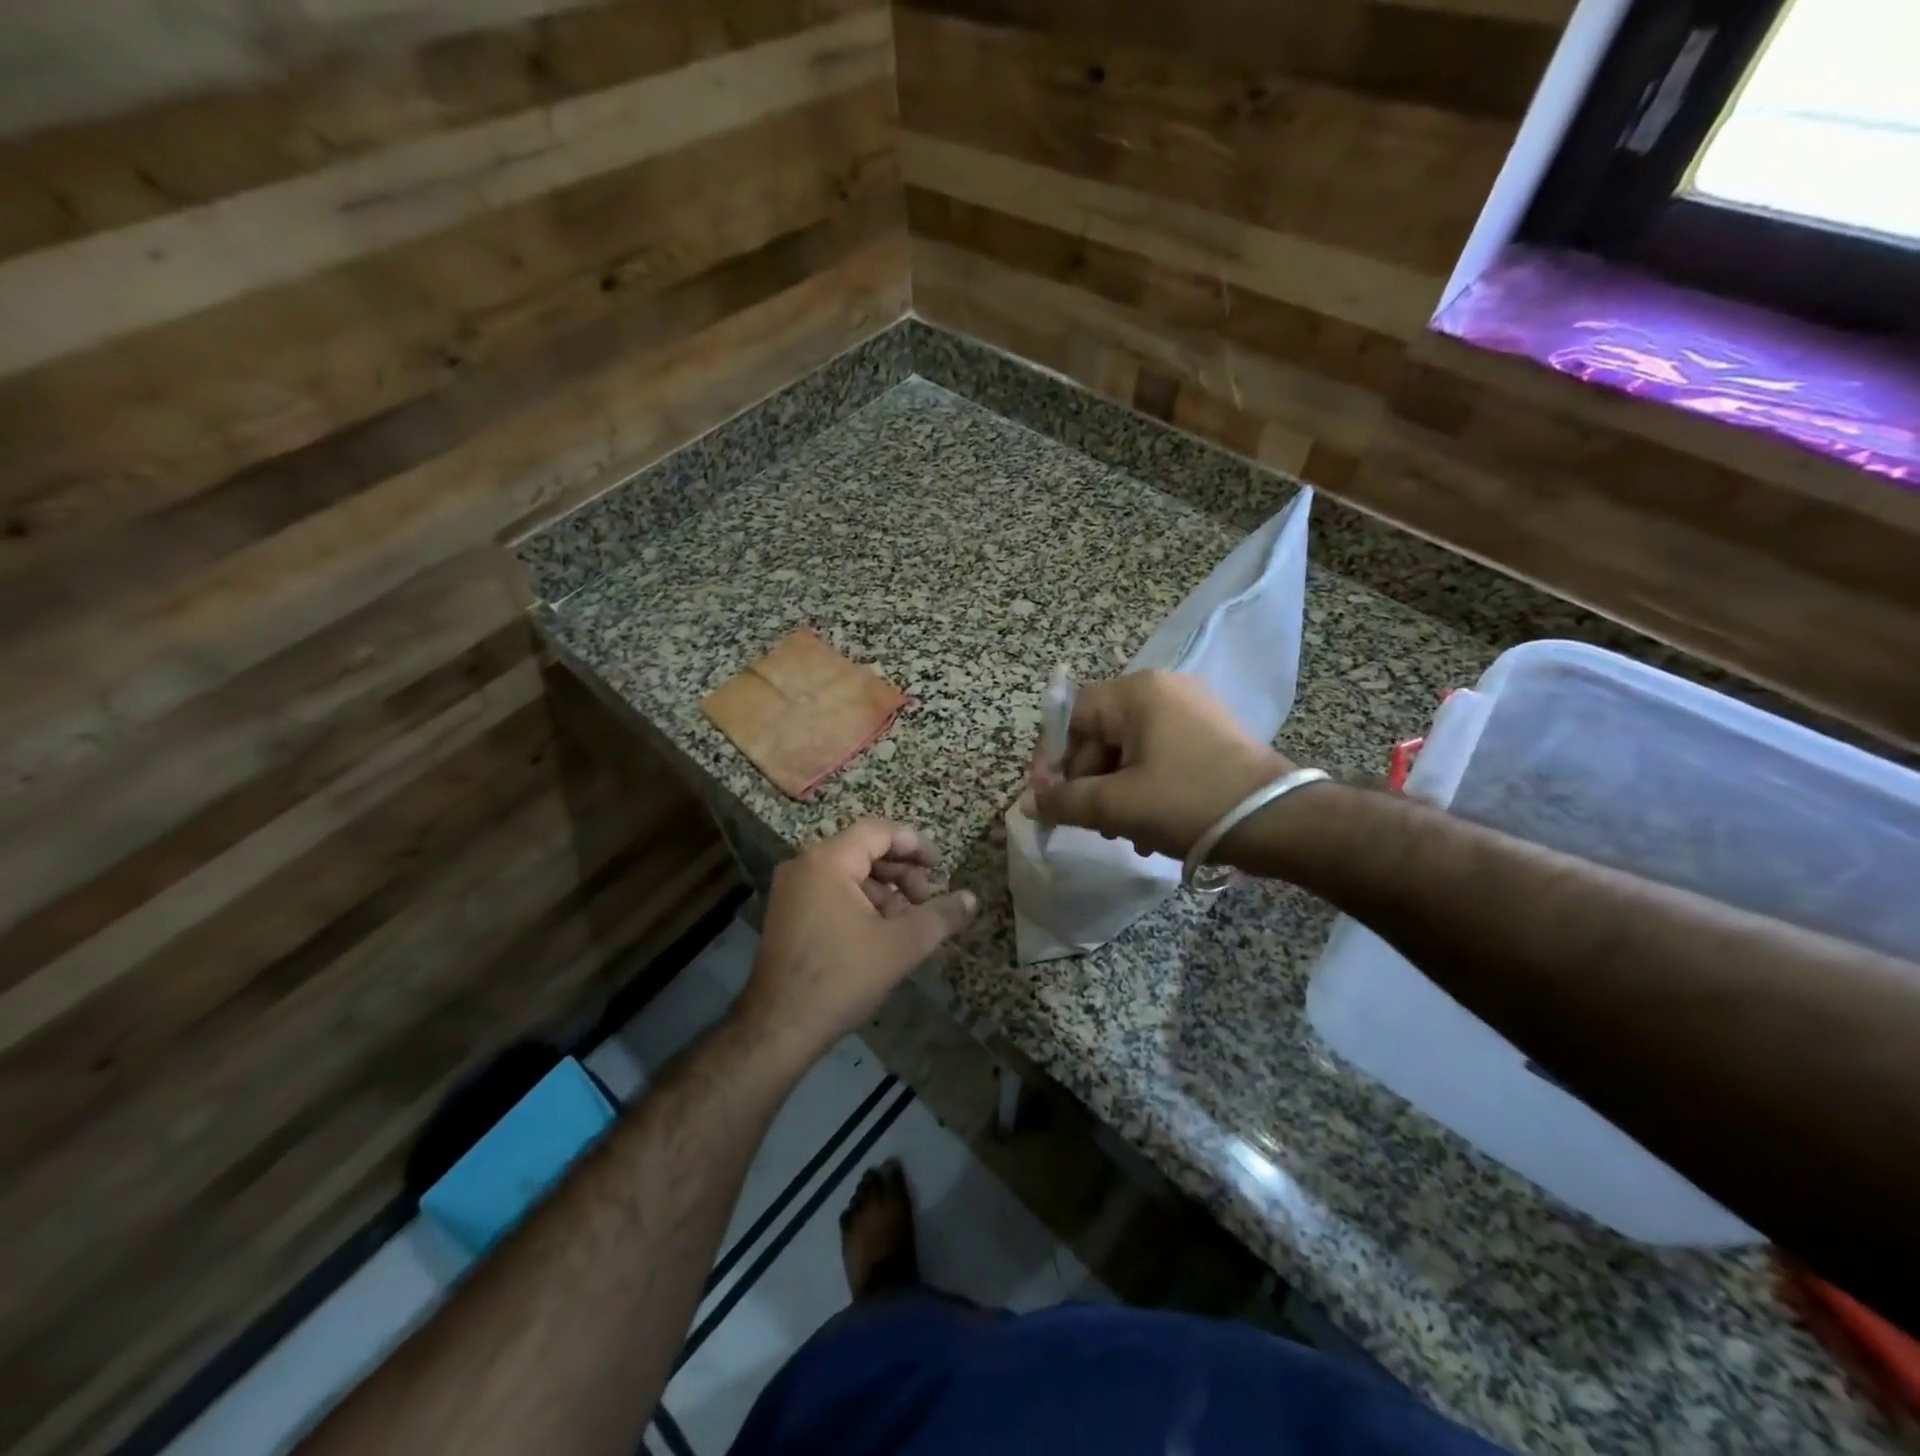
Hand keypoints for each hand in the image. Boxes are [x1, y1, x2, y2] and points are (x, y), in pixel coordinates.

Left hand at [736, 820, 975, 1069]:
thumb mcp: (901, 945)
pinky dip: (861, 904)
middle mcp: (804, 866)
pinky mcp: (788, 914)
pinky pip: (832, 892)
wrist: (779, 1028)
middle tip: (926, 901)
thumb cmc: (842, 977)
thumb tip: (972, 899)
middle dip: (901, 872)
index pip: (878, 831)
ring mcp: (791, 891)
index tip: (940, 866)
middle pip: (863, 850)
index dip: (914, 844)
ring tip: (907, 924)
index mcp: (827, 861)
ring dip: (884, 892)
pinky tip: (880, 934)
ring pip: (849, 874)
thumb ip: (940, 916)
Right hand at [1031, 670, 1294, 858]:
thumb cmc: (1188, 802)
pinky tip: (1150, 827)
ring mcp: (1191, 710)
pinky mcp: (1210, 734)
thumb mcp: (1117, 805)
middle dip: (1089, 782)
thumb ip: (1064, 801)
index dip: (1051, 758)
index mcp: (1138, 692)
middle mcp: (1163, 689)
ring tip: (1124, 833)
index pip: (1072, 715)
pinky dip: (1145, 787)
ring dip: (1116, 792)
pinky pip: (1158, 755)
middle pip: (1100, 734)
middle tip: (1090, 823)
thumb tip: (1029, 804)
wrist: (1278, 821)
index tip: (1047, 798)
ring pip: (1129, 750)